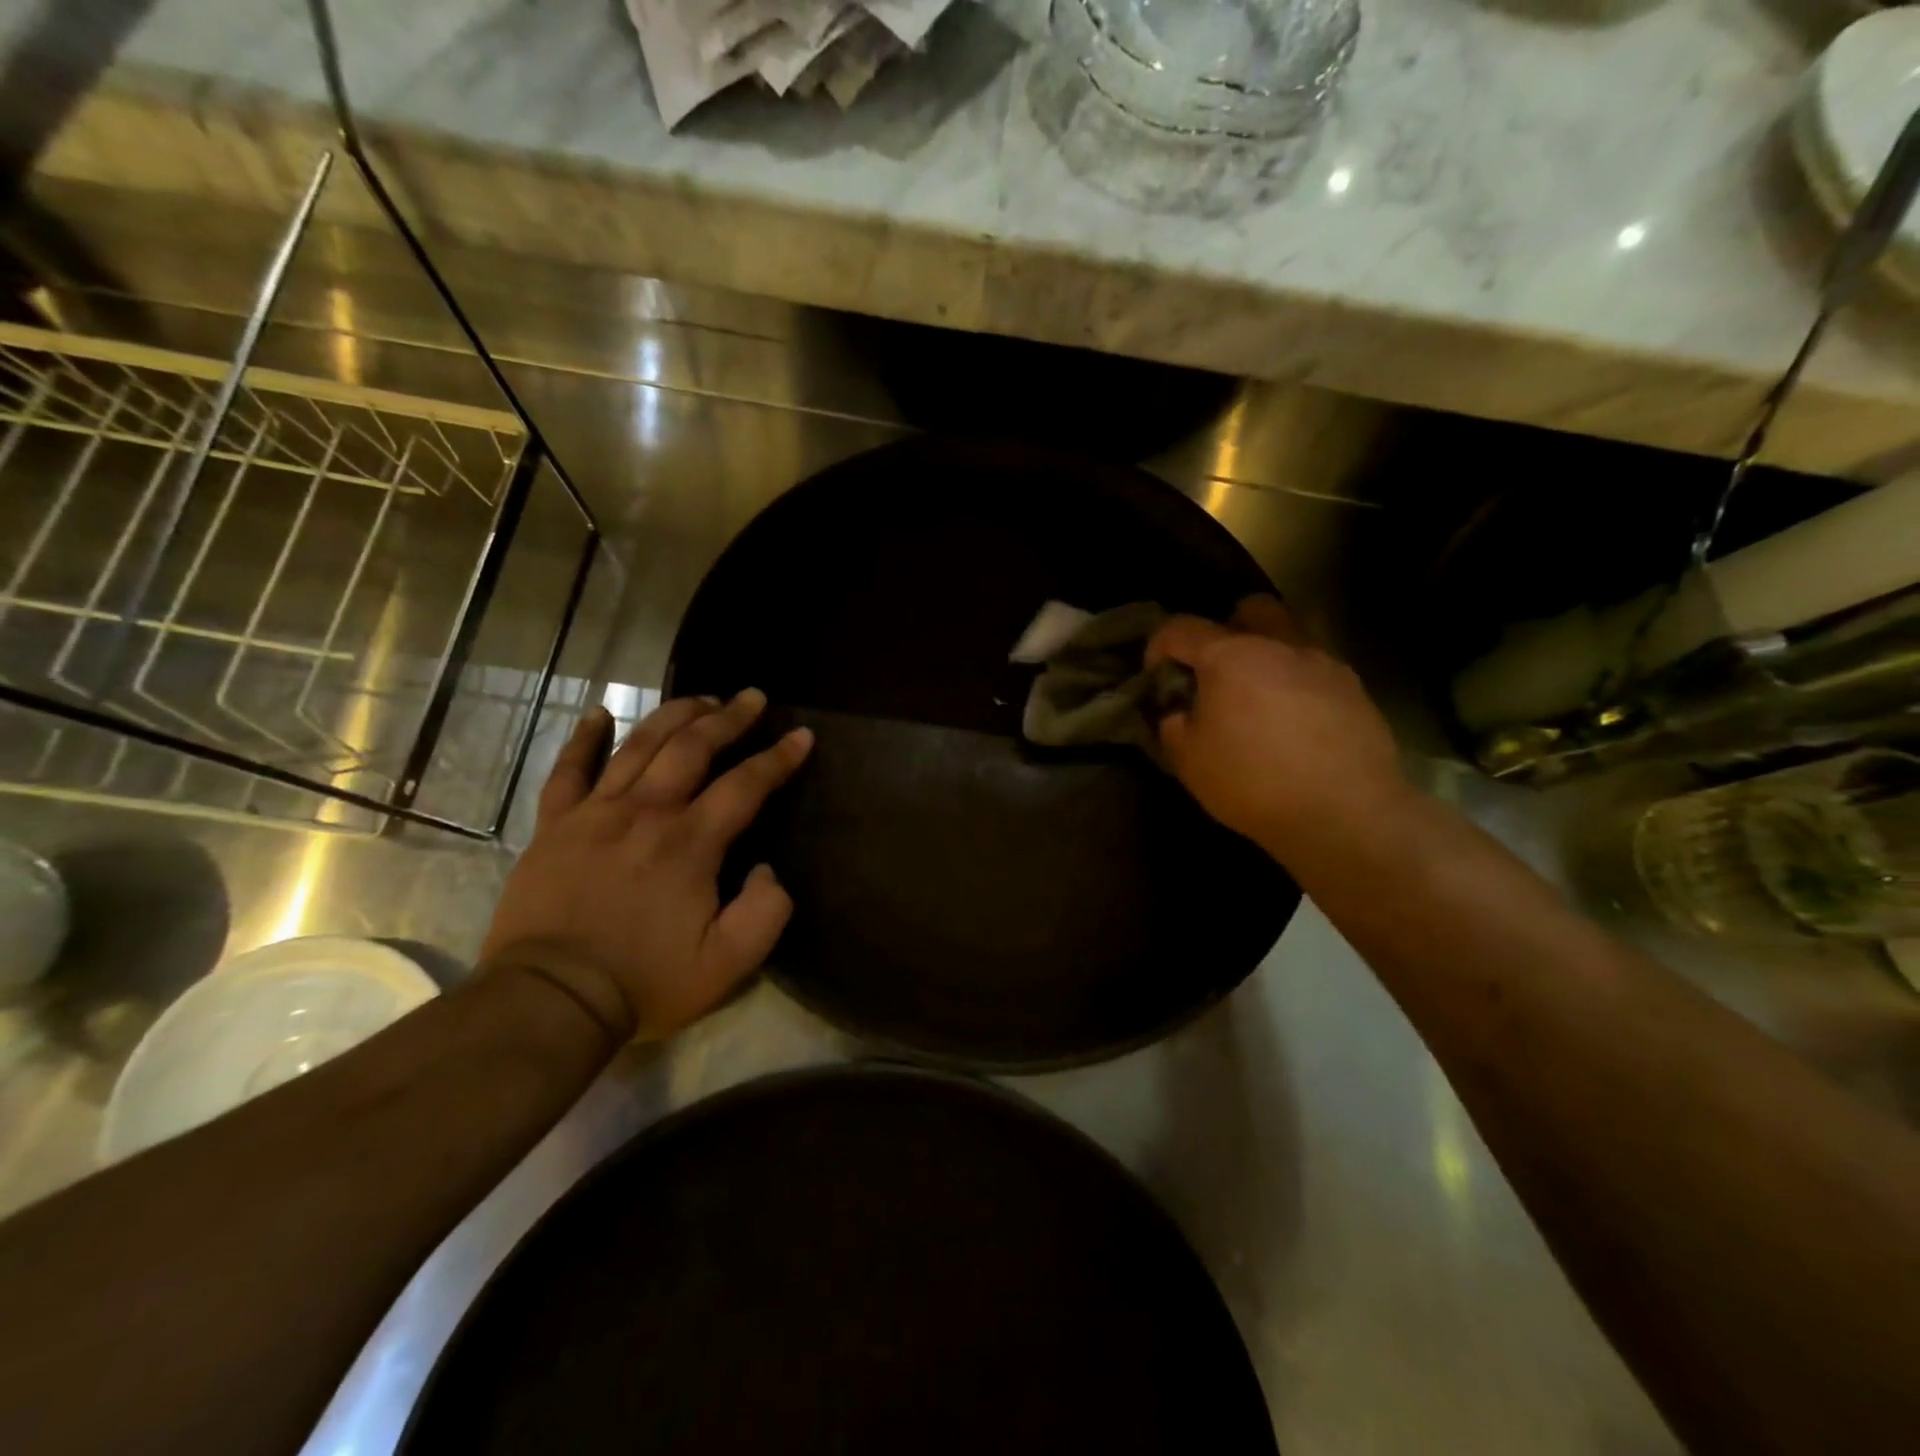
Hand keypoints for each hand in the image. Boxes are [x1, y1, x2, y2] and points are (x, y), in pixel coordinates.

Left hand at [479, 690, 812, 1043]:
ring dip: (674, 715)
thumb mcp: (727, 964)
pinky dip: (583, 739)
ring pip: (639, 745)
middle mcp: (646, 812)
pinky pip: (567, 770)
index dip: (778, 758)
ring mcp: (595, 813)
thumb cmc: (643, 982)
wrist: (548, 1001)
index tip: (801, 736)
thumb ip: (764, 912)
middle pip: (692, 747)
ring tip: (700, 699)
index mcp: (690, 842)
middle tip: (752, 697)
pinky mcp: (554, 826)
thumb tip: (768, 870)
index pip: (746, 785)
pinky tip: (597, 714)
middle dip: (728, 717)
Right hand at [1148, 596, 1407, 861]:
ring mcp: (1324, 664)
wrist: (1345, 814)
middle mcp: (1280, 646)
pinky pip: (1318, 669)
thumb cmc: (1253, 783)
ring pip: (1292, 634)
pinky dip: (1298, 683)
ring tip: (1259, 696)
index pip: (1180, 628)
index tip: (1155, 676)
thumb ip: (1174, 725)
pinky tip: (1295, 721)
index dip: (1158, 647)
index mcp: (1230, 656)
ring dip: (1269, 653)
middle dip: (1227, 629)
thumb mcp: (1189, 761)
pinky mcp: (1356, 689)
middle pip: (1251, 609)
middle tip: (1216, 670)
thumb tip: (1178, 712)